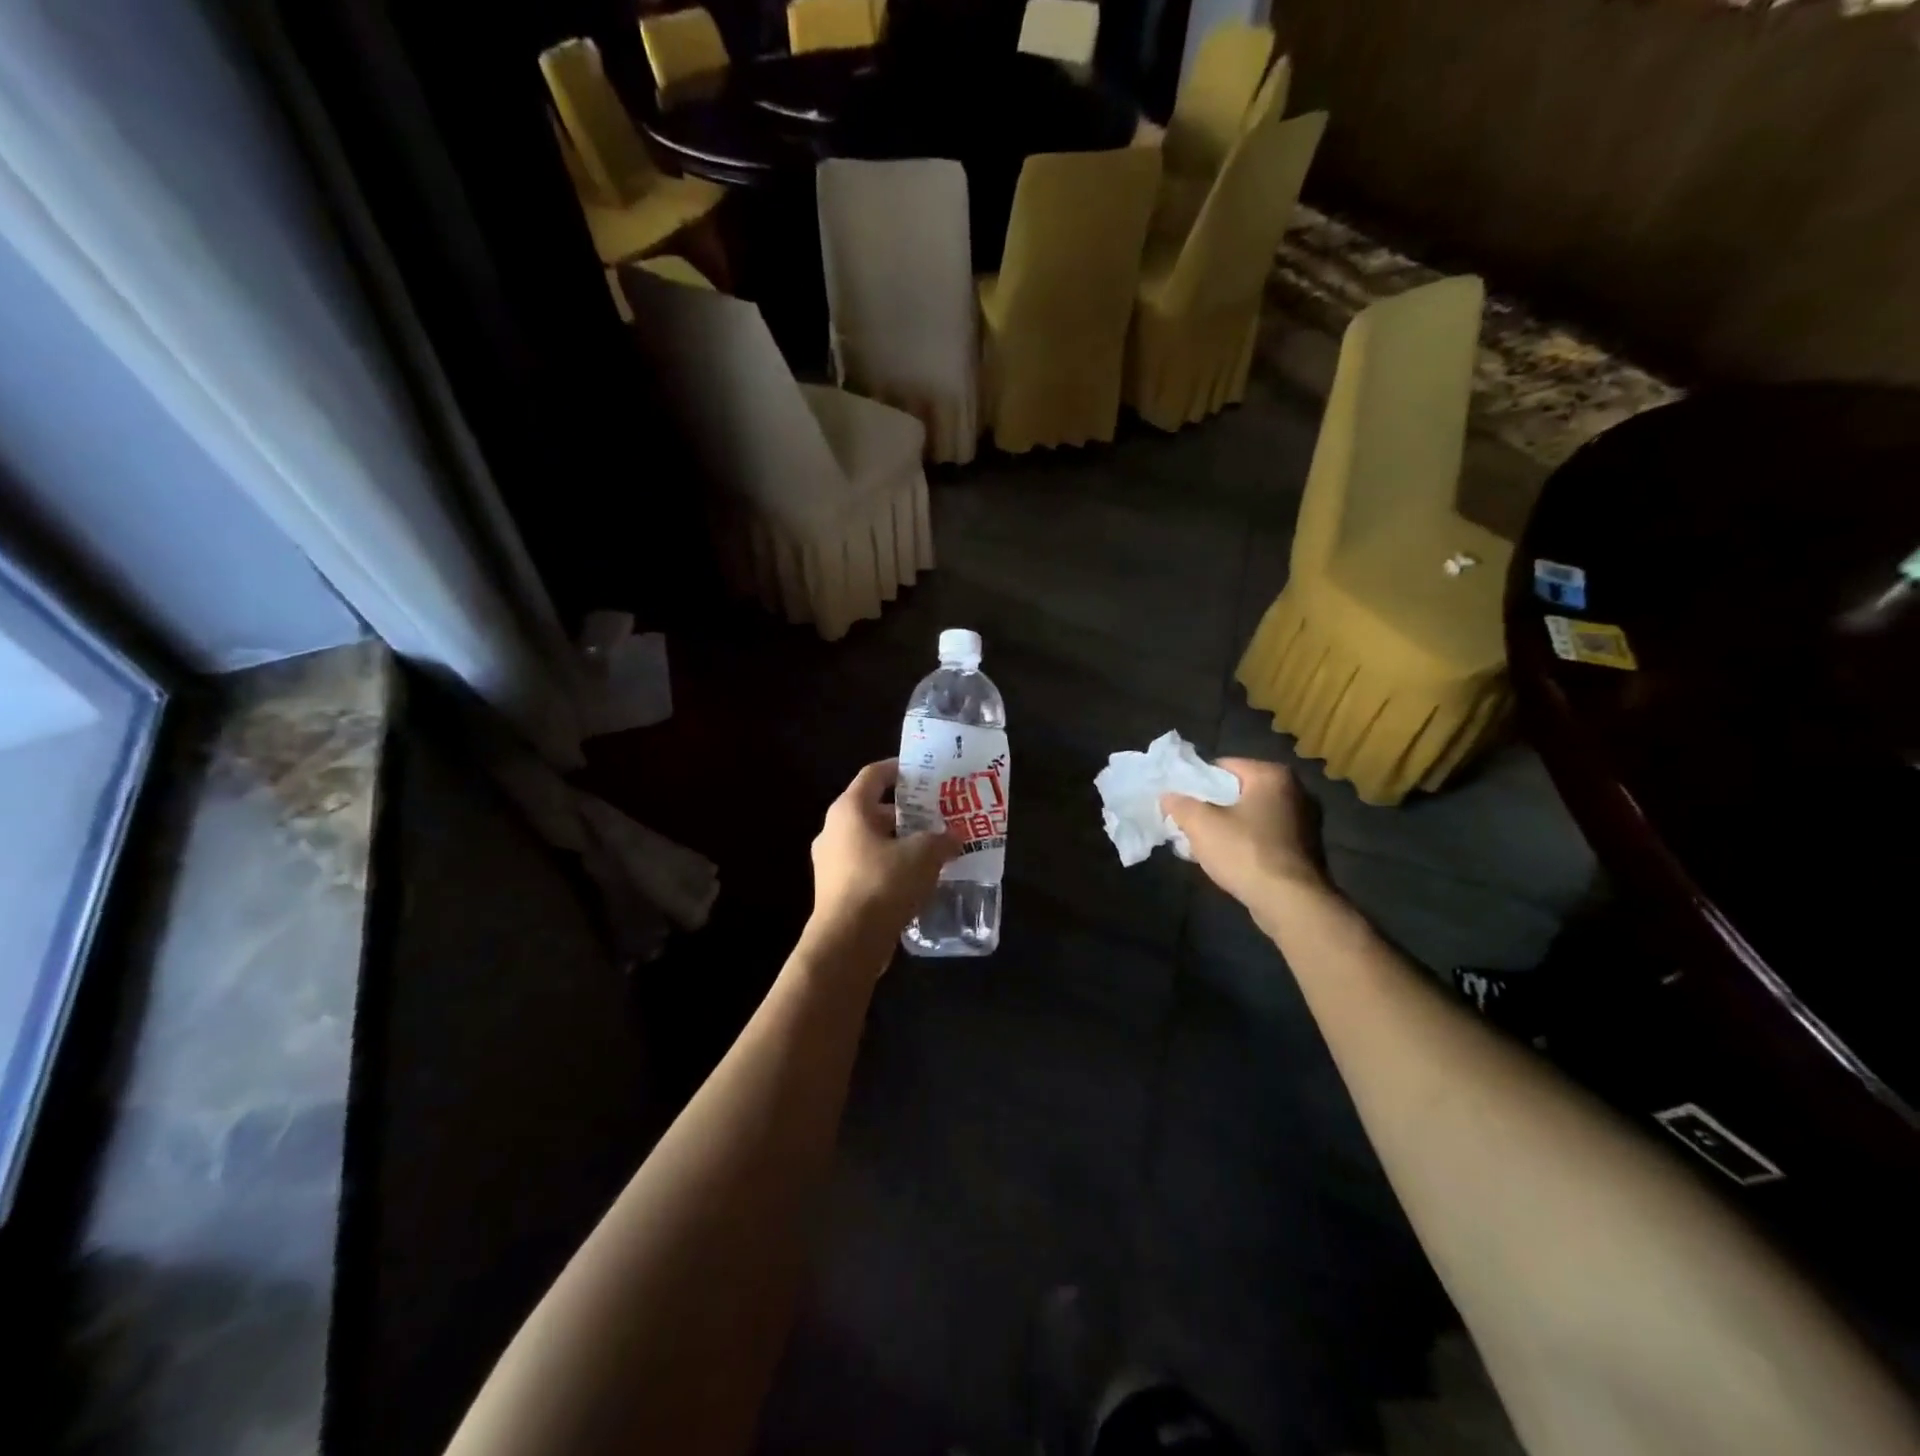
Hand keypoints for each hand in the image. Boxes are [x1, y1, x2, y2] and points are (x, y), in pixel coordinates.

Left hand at [807, 760, 958, 967]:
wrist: (847, 942)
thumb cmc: (882, 884)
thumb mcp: (922, 855)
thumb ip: (941, 840)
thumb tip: (955, 837)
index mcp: (849, 810)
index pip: (874, 774)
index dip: (899, 769)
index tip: (924, 773)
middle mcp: (834, 830)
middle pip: (873, 809)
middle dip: (907, 812)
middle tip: (937, 815)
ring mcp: (831, 862)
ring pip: (871, 841)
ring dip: (900, 842)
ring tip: (933, 848)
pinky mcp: (836, 890)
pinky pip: (867, 867)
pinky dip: (890, 866)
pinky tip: (916, 879)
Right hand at [1162, 758, 1326, 910]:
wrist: (1291, 903)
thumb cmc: (1245, 853)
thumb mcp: (1201, 825)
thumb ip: (1180, 805)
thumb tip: (1168, 796)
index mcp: (1272, 775)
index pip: (1223, 766)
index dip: (1196, 783)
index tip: (1181, 803)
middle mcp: (1296, 791)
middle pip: (1239, 791)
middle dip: (1213, 807)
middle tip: (1190, 824)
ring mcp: (1306, 821)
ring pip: (1253, 815)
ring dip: (1230, 826)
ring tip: (1206, 845)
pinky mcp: (1307, 848)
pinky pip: (1267, 836)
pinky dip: (1248, 843)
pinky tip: (1231, 861)